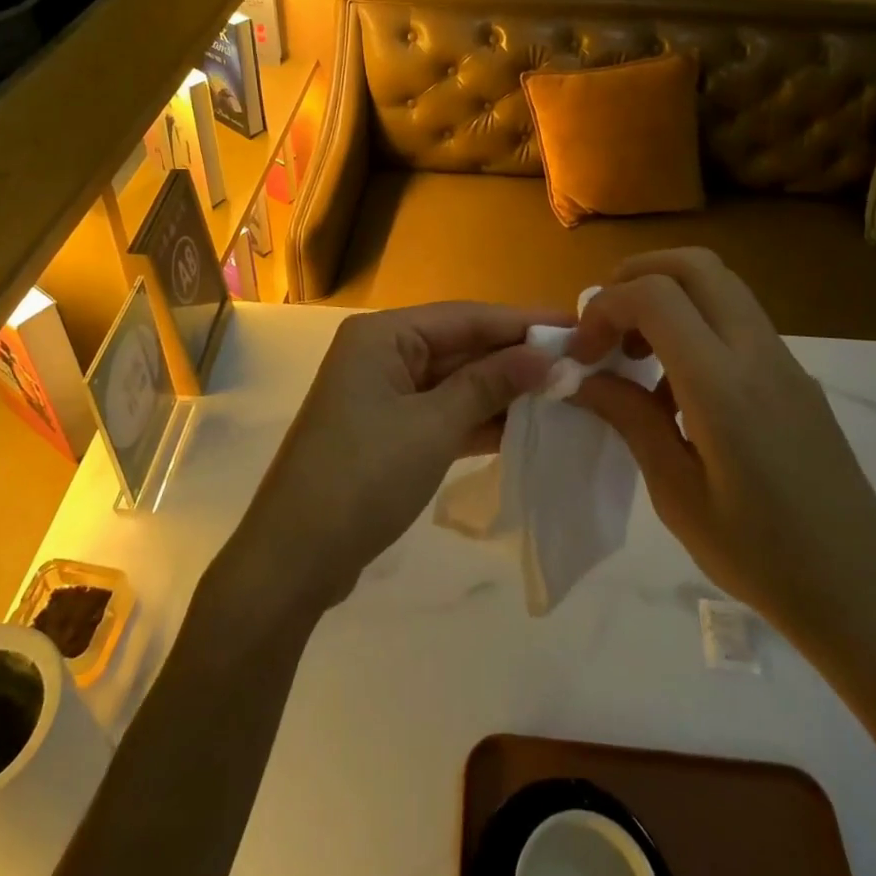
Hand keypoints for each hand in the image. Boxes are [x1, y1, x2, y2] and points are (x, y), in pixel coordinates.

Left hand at [228, 303, 555, 611]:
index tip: (577, 325)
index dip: (522, 322)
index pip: (465, 316)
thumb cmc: (363, 477)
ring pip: (454, 381)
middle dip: (515, 357)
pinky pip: (443, 413)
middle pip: (460, 346)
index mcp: (382, 335)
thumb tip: (548, 356)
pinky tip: (525, 425)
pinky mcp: (389, 432)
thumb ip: (490, 385)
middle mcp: (381, 353)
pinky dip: (479, 419)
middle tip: (579, 363)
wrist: (295, 559)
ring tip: (564, 393)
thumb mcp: (433, 426)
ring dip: (502, 390)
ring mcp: (384, 395)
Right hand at [568, 248, 875, 657]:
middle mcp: (758, 354)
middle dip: (636, 276)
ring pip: (719, 285)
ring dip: (667, 297)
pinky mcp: (796, 377)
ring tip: (637, 356)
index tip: (583, 353)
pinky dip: (695, 324)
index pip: (655, 296)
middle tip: (606, 325)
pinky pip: (737, 320)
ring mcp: (784, 361)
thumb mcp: (676, 494)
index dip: (605, 307)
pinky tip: (678, 389)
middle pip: (694, 265)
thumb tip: (583, 377)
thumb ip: (630, 419)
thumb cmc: (762, 556)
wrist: (865, 593)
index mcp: (723, 386)